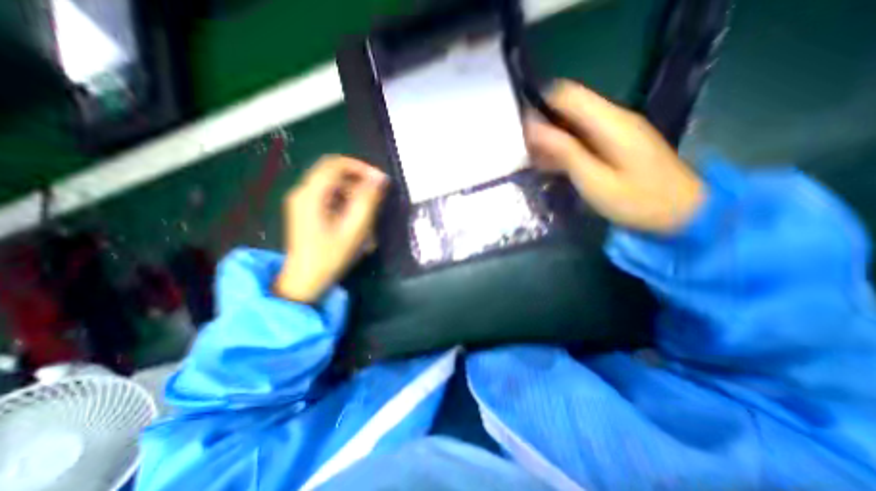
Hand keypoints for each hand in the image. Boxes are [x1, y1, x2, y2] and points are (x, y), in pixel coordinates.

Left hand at [272, 156, 383, 302]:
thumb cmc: (329, 256)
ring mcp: (303, 203)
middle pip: (335, 175)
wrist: (304, 281)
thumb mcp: (354, 229)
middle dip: (359, 186)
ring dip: (355, 199)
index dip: (361, 167)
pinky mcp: (307, 212)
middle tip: (376, 202)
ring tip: (368, 221)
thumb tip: (380, 179)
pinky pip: (331, 200)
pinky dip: (347, 207)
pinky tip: (356, 225)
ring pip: (335, 189)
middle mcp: (303, 193)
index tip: (379, 181)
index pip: (336, 164)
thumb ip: (367, 201)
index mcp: (311, 194)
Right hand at [526, 80, 701, 233]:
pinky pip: (582, 137)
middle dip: (542, 126)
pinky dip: (564, 149)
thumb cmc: (637, 201)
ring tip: (533, 162)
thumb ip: (565, 152)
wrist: (681, 212)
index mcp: (609, 122)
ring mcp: (615, 131)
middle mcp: (612, 118)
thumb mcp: (594, 180)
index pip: (566, 94)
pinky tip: (551, 166)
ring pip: (572, 124)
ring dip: (551, 140)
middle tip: (524, 153)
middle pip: (568, 108)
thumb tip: (533, 127)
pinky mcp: (615, 144)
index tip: (520, 131)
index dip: (540, 105)